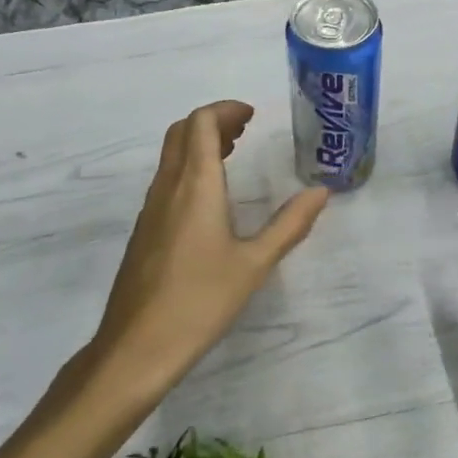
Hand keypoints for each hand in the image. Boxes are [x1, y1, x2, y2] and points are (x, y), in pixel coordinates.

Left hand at [89, 100, 328, 402]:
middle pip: (182, 132)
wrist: (136, 347)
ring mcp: (150, 208)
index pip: (201, 123)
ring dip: (199, 144)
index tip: (252, 116)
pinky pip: (166, 179)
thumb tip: (321, 192)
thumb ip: (290, 225)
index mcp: (195, 186)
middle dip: (213, 122)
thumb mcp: (254, 264)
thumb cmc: (200, 302)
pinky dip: (189, 168)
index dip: (225, 110)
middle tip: (245, 130)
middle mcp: (168, 187)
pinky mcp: (144, 230)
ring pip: (171, 155)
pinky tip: (210, 197)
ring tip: (232, 153)